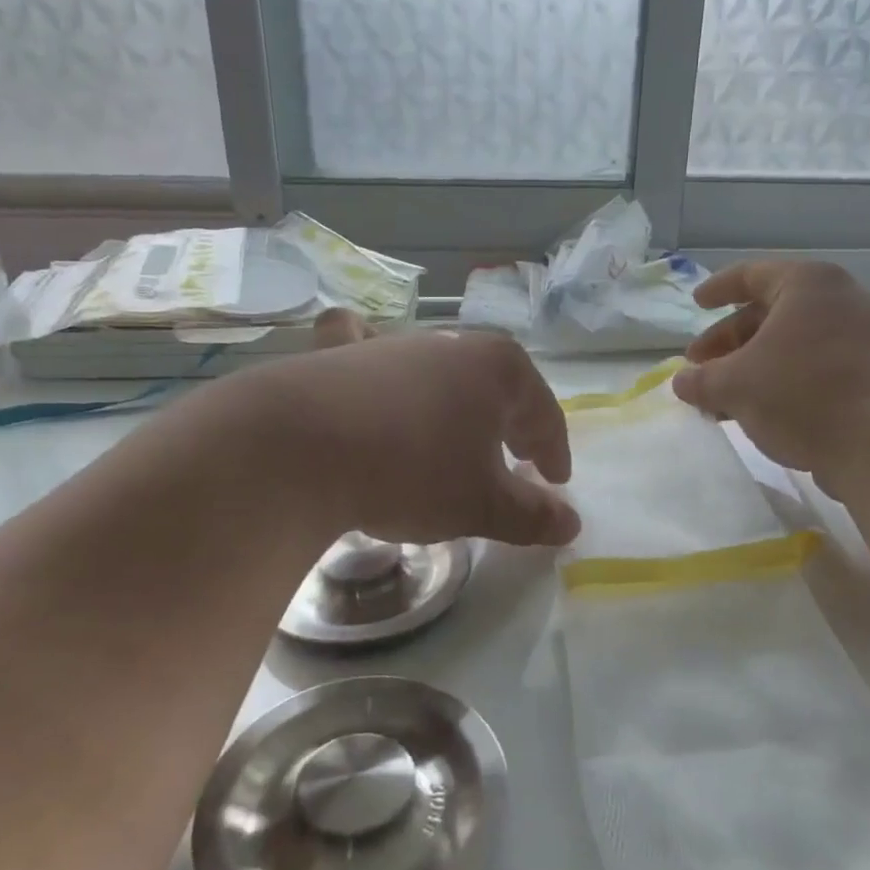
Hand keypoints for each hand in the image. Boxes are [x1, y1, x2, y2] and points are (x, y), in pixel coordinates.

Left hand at [233, 313, 578, 547]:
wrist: (297, 448)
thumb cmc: (411, 472)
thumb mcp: (481, 504)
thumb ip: (531, 515)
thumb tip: (571, 524)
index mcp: (498, 370)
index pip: (544, 414)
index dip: (554, 451)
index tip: (556, 481)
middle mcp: (451, 345)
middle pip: (496, 387)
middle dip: (510, 424)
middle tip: (515, 460)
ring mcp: (392, 344)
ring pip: (440, 372)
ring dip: (454, 404)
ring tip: (450, 438)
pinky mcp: (339, 354)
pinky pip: (368, 350)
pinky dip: (377, 363)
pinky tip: (369, 374)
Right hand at [672, 261, 869, 478]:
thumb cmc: (802, 394)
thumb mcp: (734, 385)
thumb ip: (701, 380)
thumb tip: (682, 381)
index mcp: (807, 285)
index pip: (751, 275)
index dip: (718, 289)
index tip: (696, 304)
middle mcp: (841, 301)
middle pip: (771, 313)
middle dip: (730, 341)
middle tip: (701, 366)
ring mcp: (864, 337)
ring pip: (793, 344)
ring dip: (753, 367)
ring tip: (722, 397)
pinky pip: (816, 367)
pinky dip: (783, 381)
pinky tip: (760, 412)